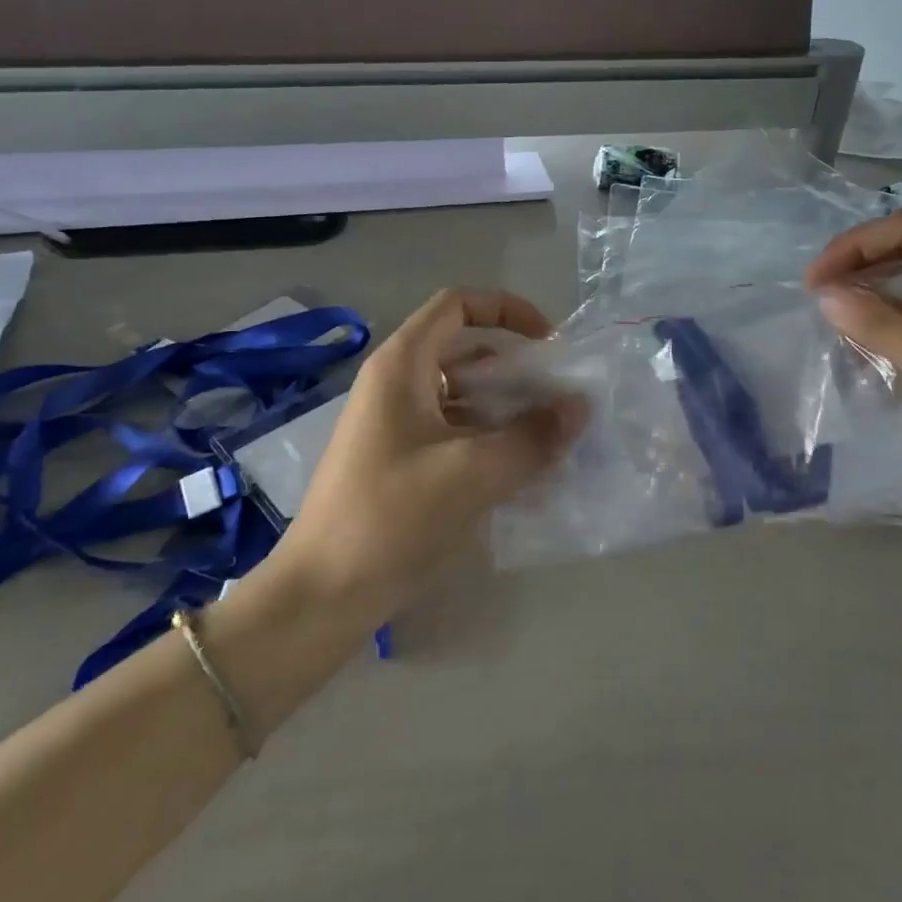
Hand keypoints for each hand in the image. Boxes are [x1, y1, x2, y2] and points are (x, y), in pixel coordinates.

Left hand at [272, 289, 587, 619]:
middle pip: (464, 352)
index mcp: (402, 365)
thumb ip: (533, 436)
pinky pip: (452, 433)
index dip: (507, 310)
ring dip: (506, 410)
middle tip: (557, 397)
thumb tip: (580, 407)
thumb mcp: (473, 472)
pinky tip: (522, 474)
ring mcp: (394, 425)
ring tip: (549, 438)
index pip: (457, 304)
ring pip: (461, 396)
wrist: (321, 597)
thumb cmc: (392, 516)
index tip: (547, 342)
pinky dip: (488, 441)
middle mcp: (396, 384)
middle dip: (515, 369)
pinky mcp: (398, 461)